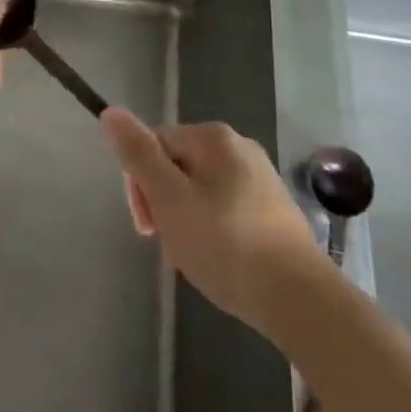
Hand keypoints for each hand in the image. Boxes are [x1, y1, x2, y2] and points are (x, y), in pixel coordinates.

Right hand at [101, 107, 323, 337]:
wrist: (300, 299)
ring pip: (199, 190)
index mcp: (212, 137)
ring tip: (195, 257)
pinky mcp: (274, 208)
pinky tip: (220, 260)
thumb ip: (138, 155)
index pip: (153, 145)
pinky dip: (213, 230)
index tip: (147, 226)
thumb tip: (110, 112)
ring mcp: (260, 177)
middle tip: (171, 244)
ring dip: (186, 219)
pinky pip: (225, 208)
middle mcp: (238, 146)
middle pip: (176, 165)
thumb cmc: (226, 245)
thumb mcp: (169, 199)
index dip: (140, 185)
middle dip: (163, 203)